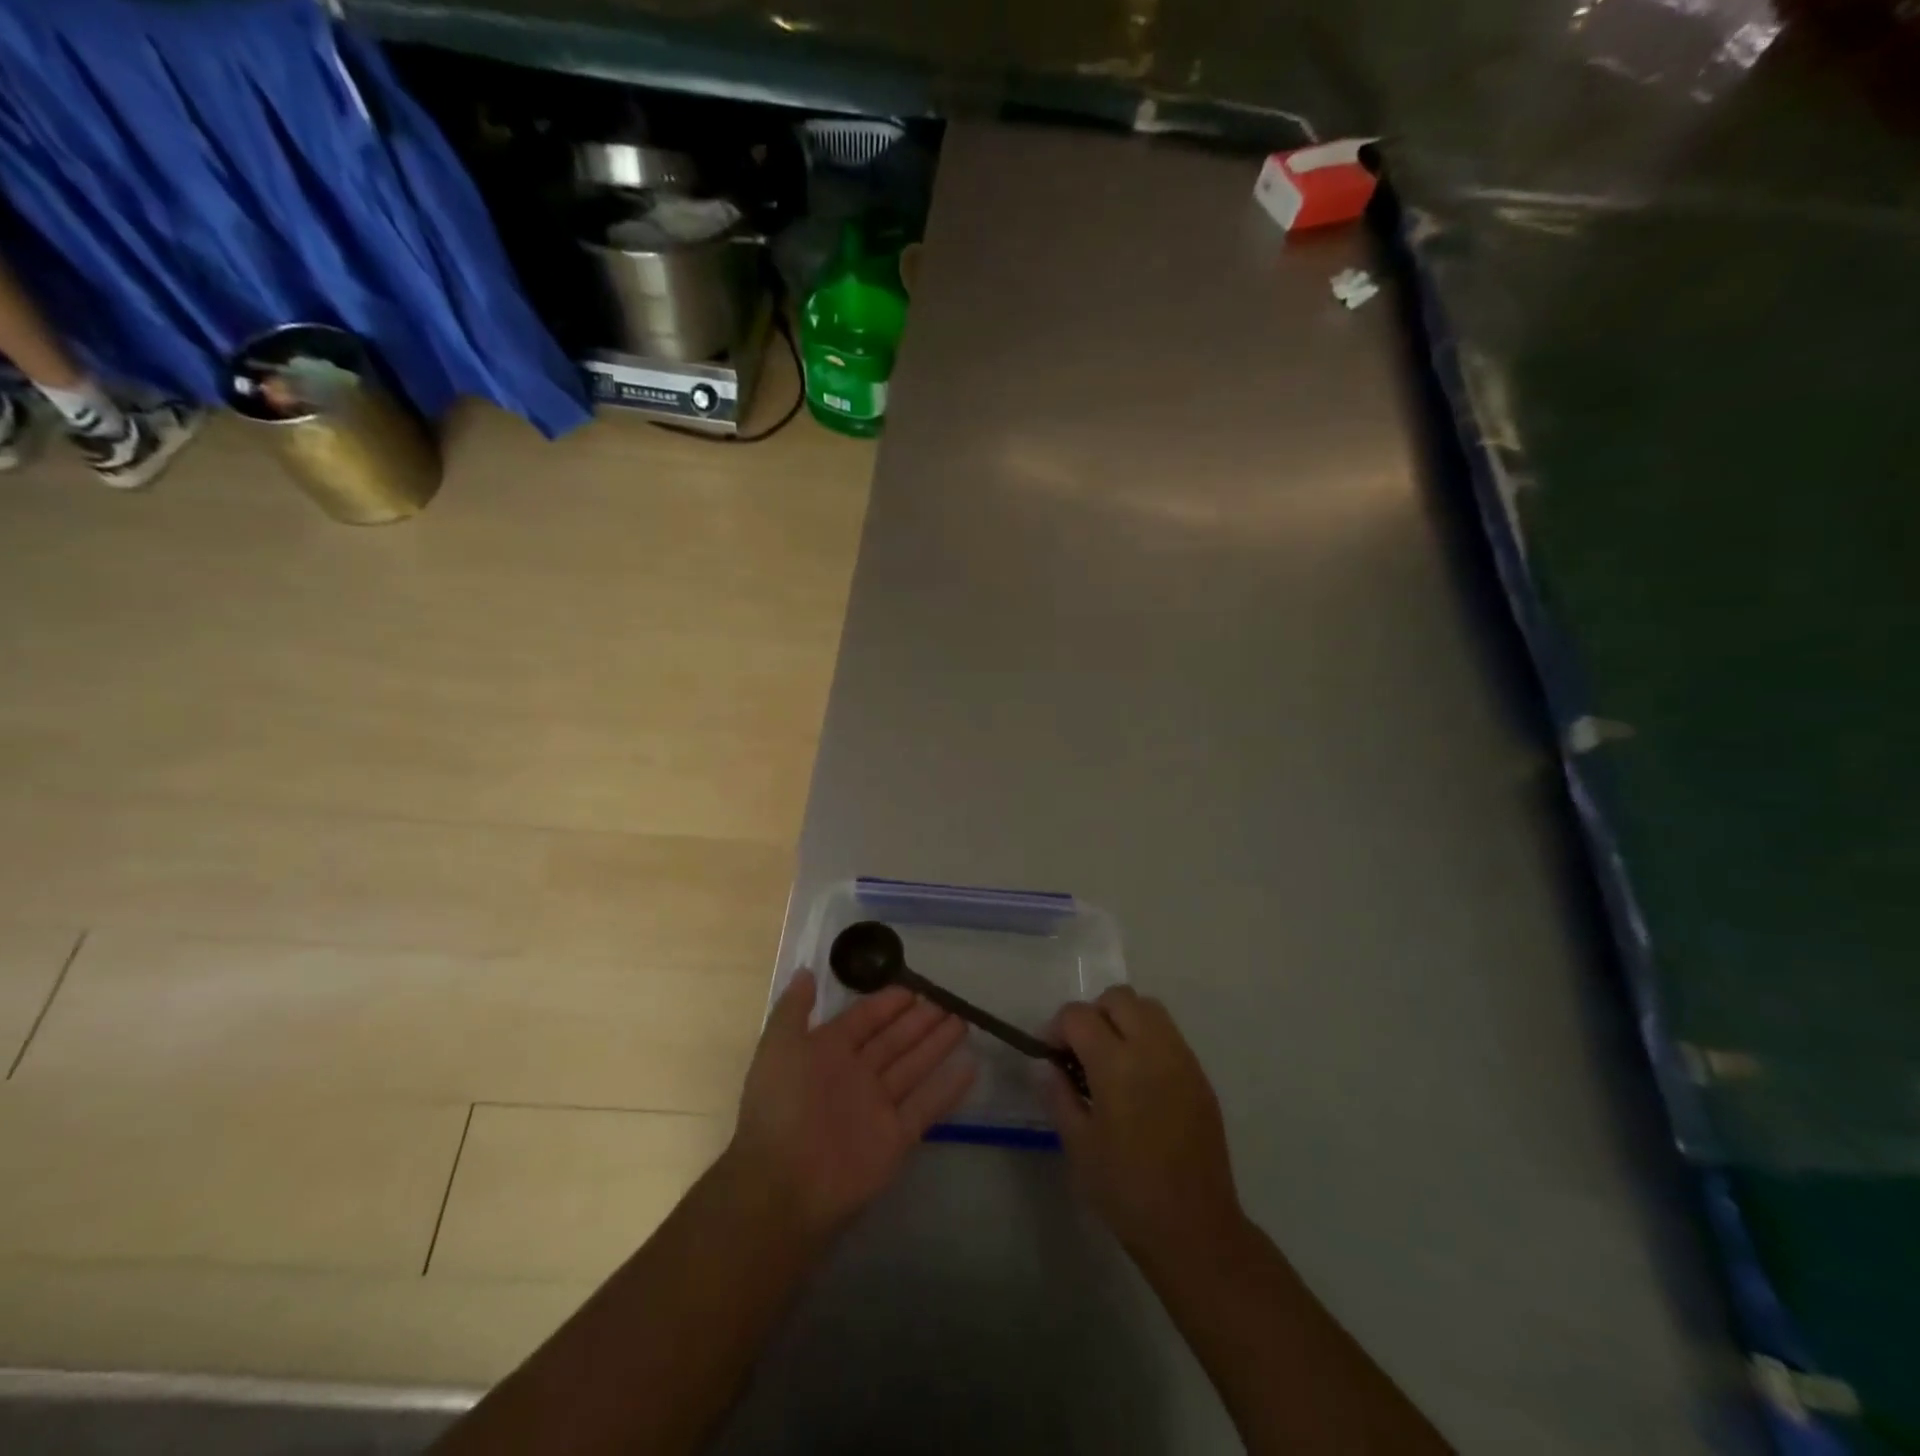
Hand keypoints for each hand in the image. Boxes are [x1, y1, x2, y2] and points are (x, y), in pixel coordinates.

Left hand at [727, 970, 976, 1237]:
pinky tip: (971, 1066)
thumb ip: (793, 1009)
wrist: (783, 1184)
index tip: (914, 988)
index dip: (887, 1003)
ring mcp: (877, 1107)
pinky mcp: (895, 1138)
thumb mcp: (778, 1046)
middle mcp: (855, 1076)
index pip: (864, 1020)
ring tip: (963, 1022)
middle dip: (919, 1021)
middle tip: (949, 1001)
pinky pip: (926, 1106)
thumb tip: (806, 971)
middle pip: (894, 1040)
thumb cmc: (781, 1106)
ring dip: (937, 1045)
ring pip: (913, 1067)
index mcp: (827, 1052)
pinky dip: (948, 1087)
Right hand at [1045, 987, 1244, 1262]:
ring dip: (1123, 1019)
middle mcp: (1152, 1048)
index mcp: (1117, 1064)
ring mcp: (1181, 1058)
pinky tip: (1138, 1079)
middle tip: (1081, 1051)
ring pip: (1148, 1007)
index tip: (1050, 1054)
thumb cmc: (1126, 1190)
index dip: (1057, 1027)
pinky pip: (1168, 1034)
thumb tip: (1048, 1066)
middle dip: (1092, 1014)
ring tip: (1111, 1059)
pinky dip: (1147, 1038)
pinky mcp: (1200, 1075)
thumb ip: (1059, 1095)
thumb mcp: (1078, 1145)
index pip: (1079, 1015)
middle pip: (1118, 998)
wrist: (1194, 1228)